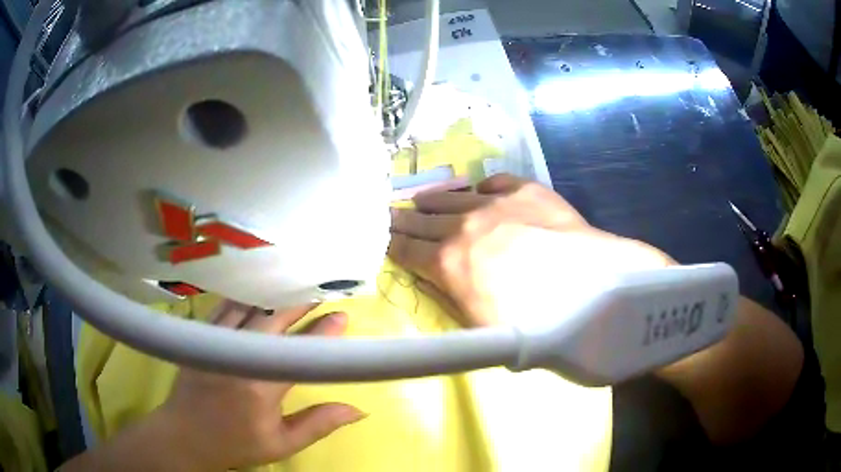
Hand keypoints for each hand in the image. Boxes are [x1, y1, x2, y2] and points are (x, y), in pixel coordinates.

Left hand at [161, 303, 364, 470]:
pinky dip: (244, 298)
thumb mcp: (282, 443)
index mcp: (261, 386)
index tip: (341, 317)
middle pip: (273, 319)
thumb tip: (358, 410)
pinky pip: (224, 307)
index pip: (299, 352)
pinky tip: (257, 294)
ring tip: (294, 289)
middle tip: (320, 295)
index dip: (322, 332)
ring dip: (273, 296)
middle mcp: (238, 356)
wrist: (185, 435)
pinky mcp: (201, 336)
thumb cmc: (236, 443)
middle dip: (299, 304)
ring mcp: (216, 342)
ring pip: (248, 307)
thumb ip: (319, 424)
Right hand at [389, 174, 672, 326]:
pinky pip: (495, 181)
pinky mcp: (526, 190)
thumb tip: (443, 283)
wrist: (590, 287)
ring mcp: (496, 203)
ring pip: (453, 197)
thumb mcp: (481, 329)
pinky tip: (479, 188)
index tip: (382, 237)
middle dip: (403, 219)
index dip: (392, 244)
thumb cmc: (536, 322)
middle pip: (423, 219)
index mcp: (448, 264)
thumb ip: (453, 300)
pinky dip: (484, 186)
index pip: (407, 250)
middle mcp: (464, 226)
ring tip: (421, 198)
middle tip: (389, 213)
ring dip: (434, 200)